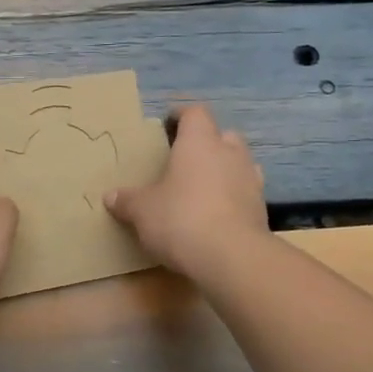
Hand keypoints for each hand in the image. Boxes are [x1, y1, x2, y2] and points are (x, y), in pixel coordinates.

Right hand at [105, 104, 267, 281]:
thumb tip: (110, 197)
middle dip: (207, 142)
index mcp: (199, 142)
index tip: (168, 124)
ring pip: (239, 162)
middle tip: (185, 159)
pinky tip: (217, 213)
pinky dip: (233, 196)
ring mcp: (251, 180)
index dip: (181, 115)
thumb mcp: (142, 211)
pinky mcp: (262, 208)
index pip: (195, 113)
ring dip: (224, 169)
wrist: (232, 257)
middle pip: (223, 134)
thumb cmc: (181, 219)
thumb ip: (127, 201)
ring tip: (203, 187)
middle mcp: (229, 153)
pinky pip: (246, 192)